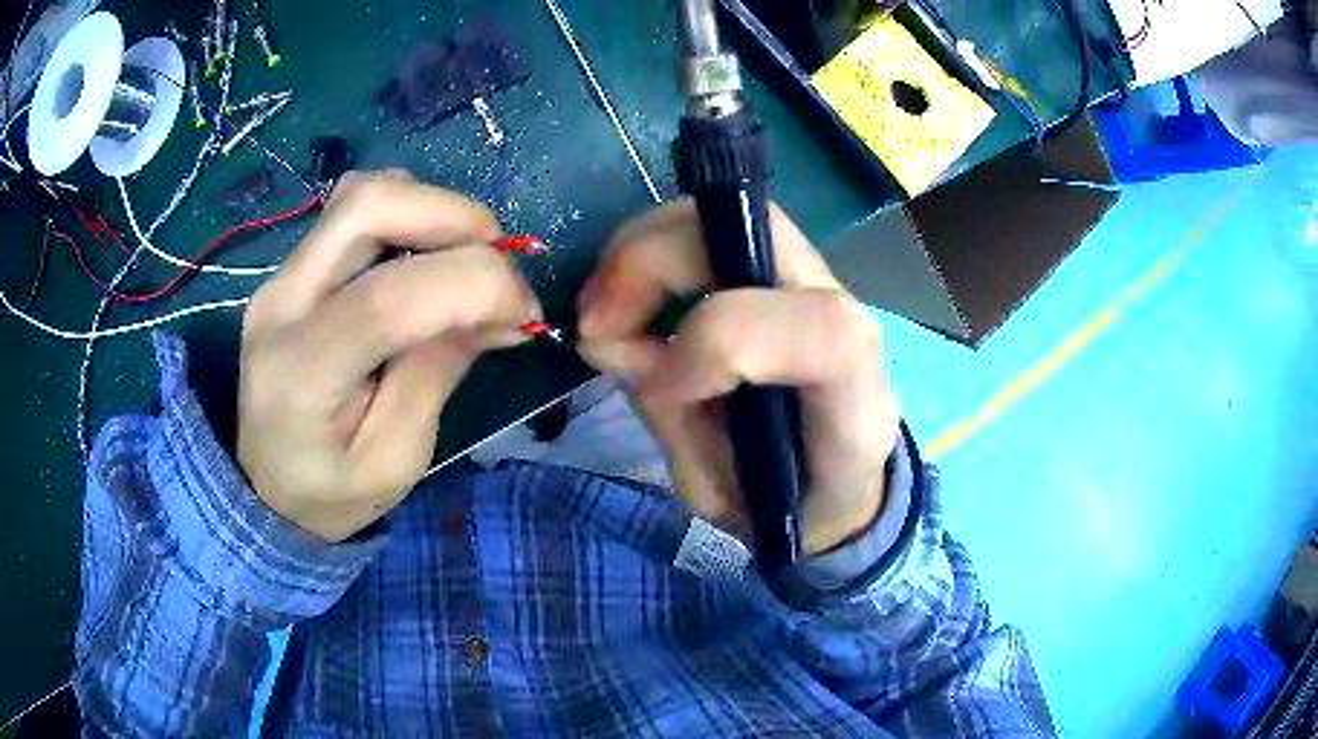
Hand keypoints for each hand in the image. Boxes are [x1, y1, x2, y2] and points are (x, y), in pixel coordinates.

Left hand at [238, 171, 540, 541]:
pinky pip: (353, 207)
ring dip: (431, 209)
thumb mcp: (396, 460)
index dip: (476, 285)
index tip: (524, 311)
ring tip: (462, 260)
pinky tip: (422, 257)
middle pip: (369, 207)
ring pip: (362, 193)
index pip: (391, 297)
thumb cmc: (332, 492)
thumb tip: (498, 308)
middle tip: (498, 264)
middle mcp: (283, 303)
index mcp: (304, 372)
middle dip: (456, 218)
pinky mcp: (291, 268)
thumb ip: (438, 373)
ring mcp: (281, 276)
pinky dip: (406, 213)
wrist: (265, 488)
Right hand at [576, 201, 899, 555]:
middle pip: (758, 233)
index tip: (656, 388)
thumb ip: (672, 416)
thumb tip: (605, 338)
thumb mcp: (722, 493)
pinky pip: (711, 231)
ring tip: (602, 308)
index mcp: (853, 394)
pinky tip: (625, 296)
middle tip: (592, 320)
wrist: (838, 487)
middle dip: (653, 262)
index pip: (811, 330)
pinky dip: (652, 252)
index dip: (715, 344)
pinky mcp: (781, 270)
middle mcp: (846, 315)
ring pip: (727, 215)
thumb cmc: (786, 506)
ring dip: (643, 250)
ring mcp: (816, 281)